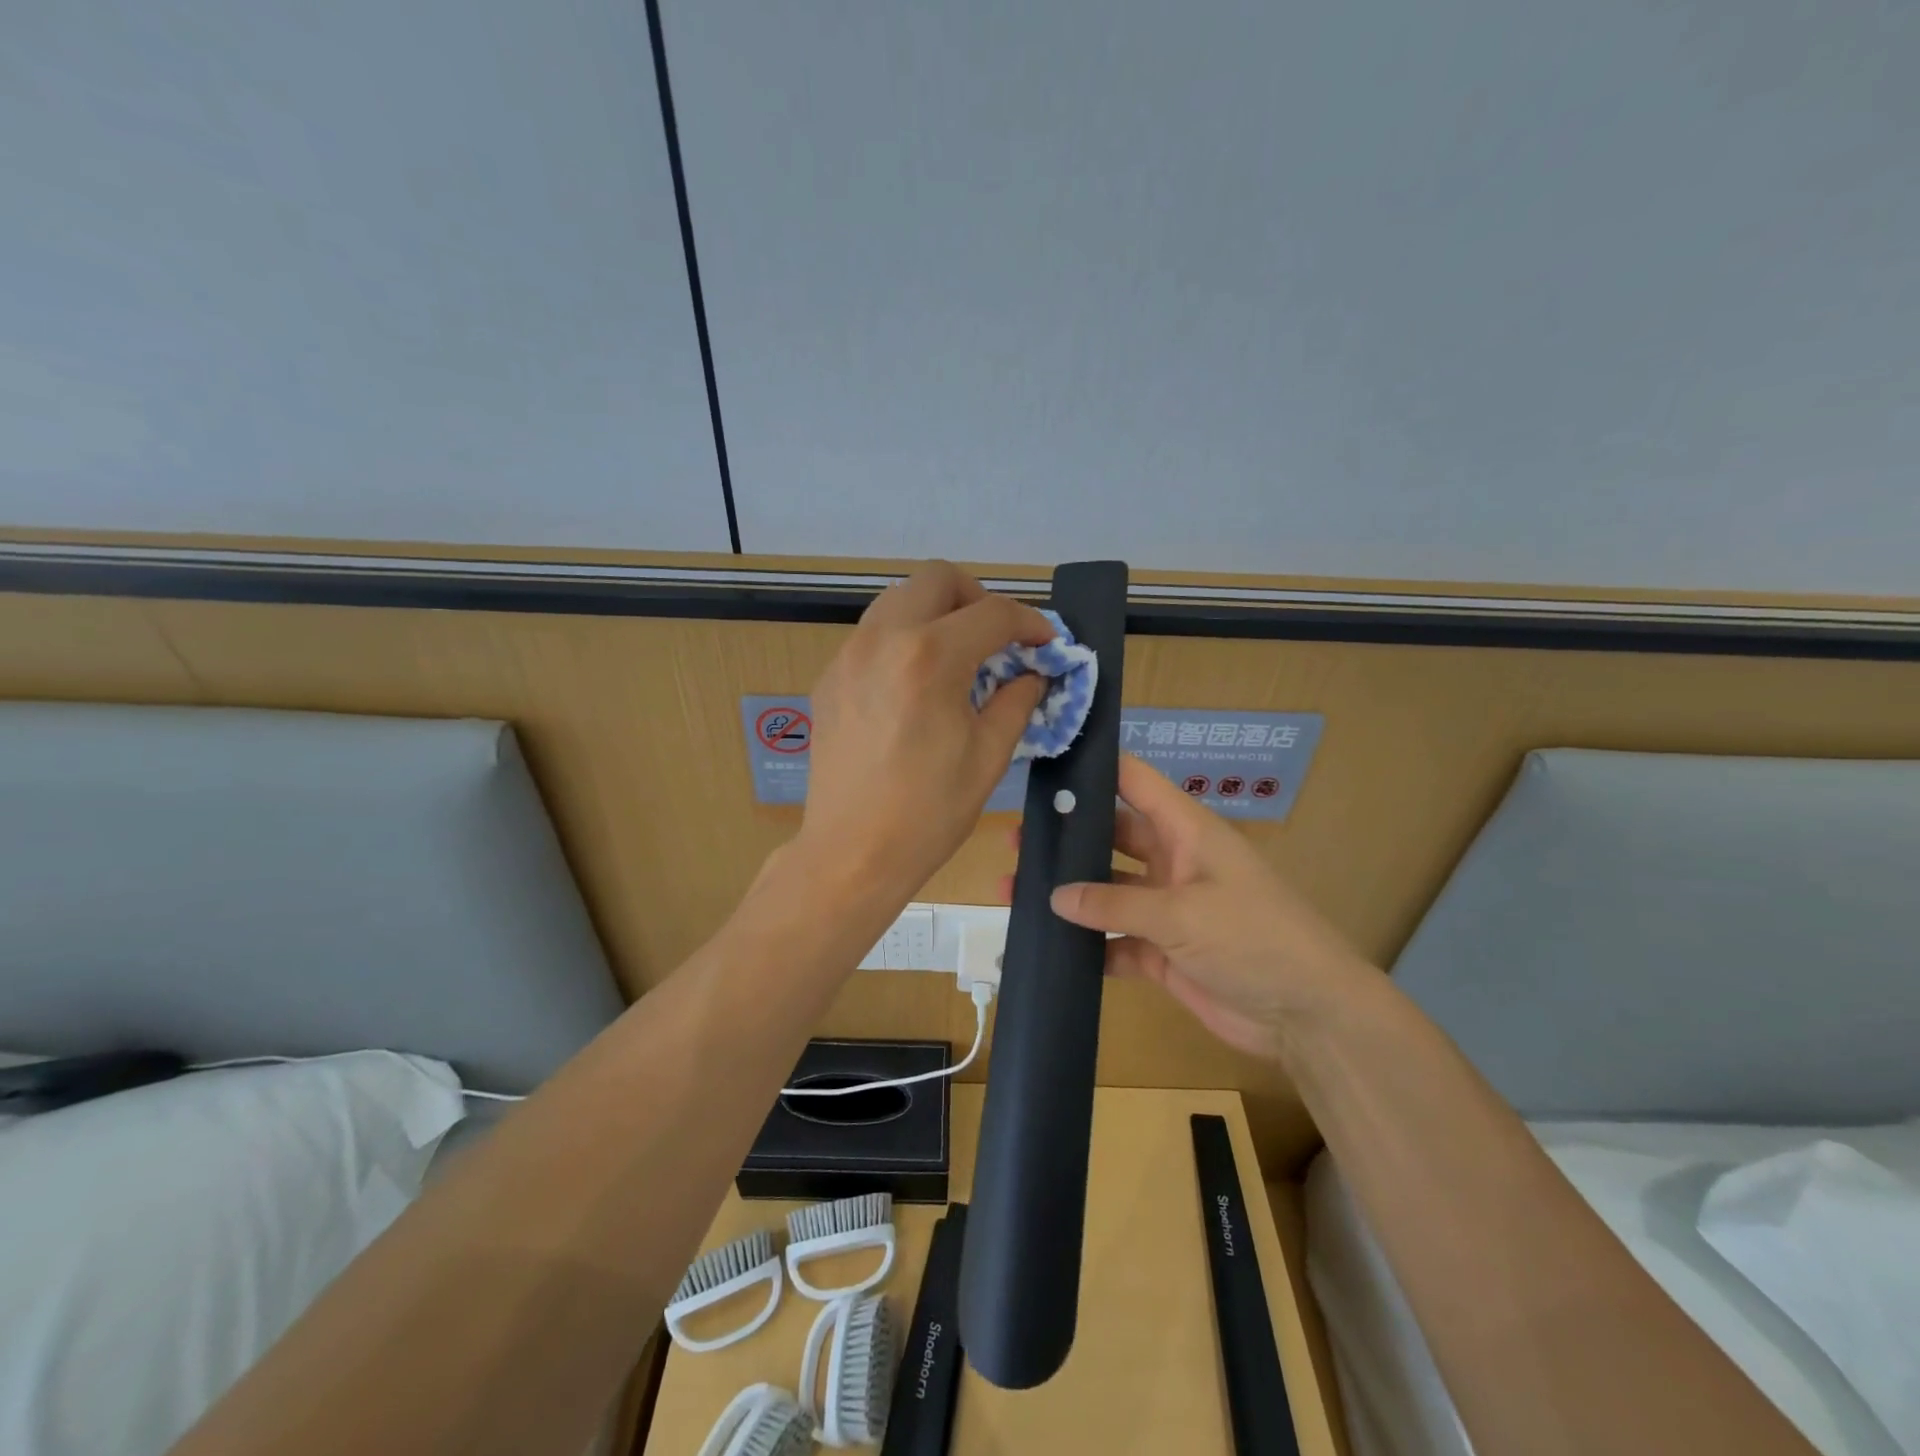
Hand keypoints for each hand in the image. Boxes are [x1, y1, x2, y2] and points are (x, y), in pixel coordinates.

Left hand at [800, 562, 1054, 903]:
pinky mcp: (829, 677)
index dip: (1030, 623)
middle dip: (977, 598)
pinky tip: (916, 685)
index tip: (1045, 643)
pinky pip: (873, 634)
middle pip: (937, 578)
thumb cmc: (928, 813)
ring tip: (957, 659)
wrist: (851, 853)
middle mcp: (883, 640)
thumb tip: (1031, 673)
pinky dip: (904, 640)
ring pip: (899, 600)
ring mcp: (848, 655)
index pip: (992, 613)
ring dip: (937, 614)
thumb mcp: (989, 756)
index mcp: (930, 658)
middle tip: (996, 640)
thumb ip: (1016, 700)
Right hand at [1040, 755, 1376, 1061]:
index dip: (1095, 769)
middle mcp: (1173, 862)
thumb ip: (1115, 904)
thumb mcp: (1183, 914)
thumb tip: (1054, 896)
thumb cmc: (1254, 940)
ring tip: (1014, 889)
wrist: (1307, 1016)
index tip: (1047, 764)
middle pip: (1111, 837)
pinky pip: (1115, 941)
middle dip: (1068, 837)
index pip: (1135, 782)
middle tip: (1016, 839)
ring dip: (1069, 892)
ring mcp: (1167, 909)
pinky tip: (1048, 945)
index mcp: (1186, 832)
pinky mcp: (1162, 953)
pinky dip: (1087, 944)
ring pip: (1107, 891)